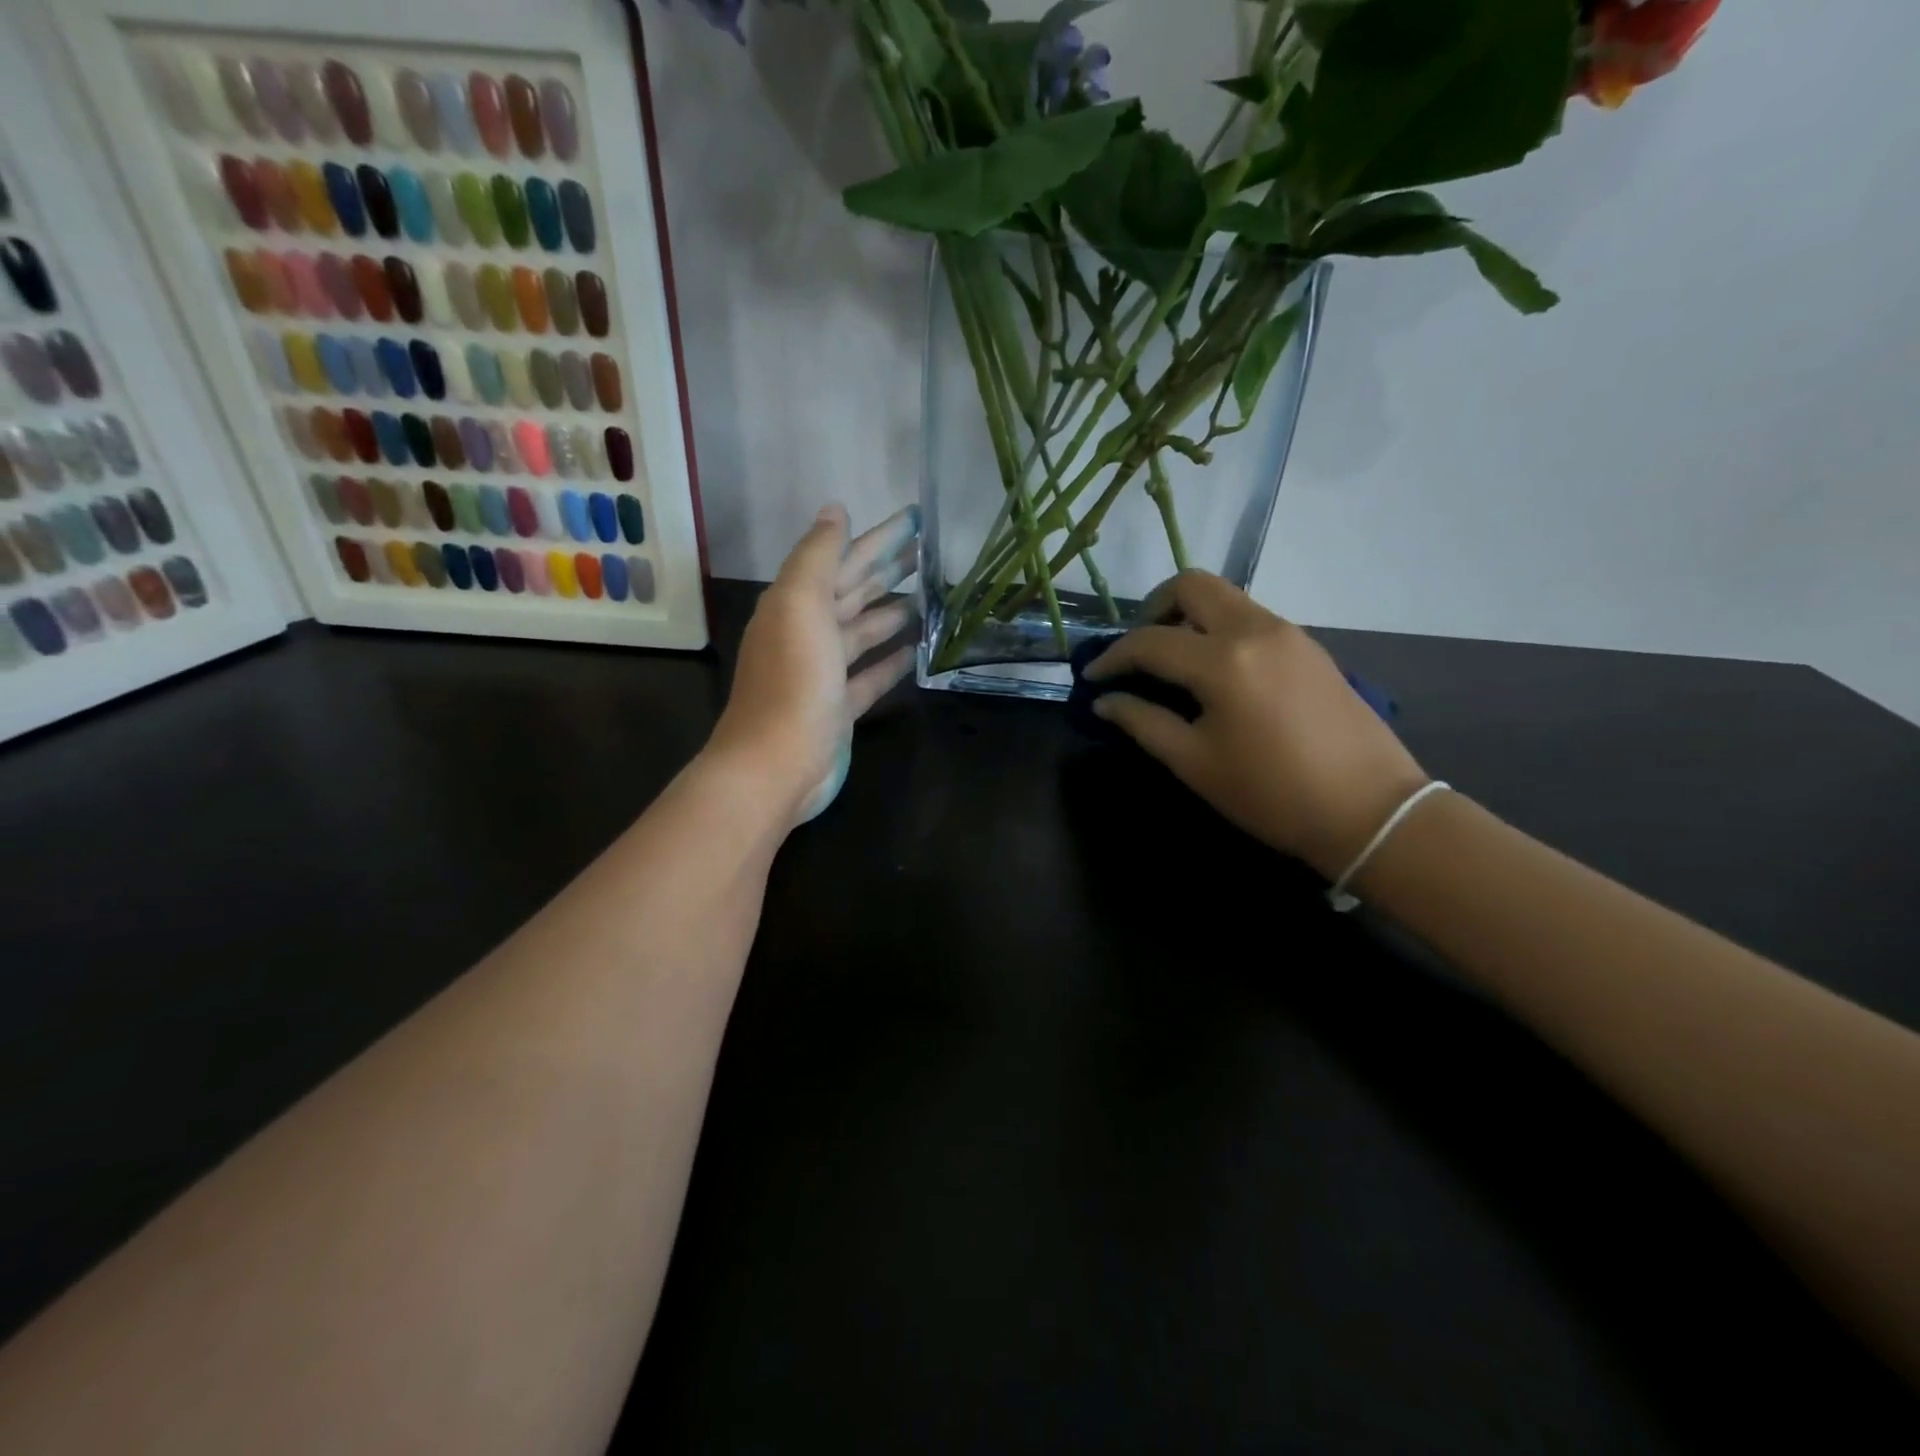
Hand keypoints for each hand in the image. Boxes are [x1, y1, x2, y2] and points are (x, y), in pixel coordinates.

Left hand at [710, 504, 919, 822]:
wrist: (775, 764)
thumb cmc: (792, 680)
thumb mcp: (801, 604)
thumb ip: (818, 556)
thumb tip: (834, 509)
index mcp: (796, 603)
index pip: (843, 559)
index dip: (878, 537)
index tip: (915, 518)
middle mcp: (808, 632)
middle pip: (855, 592)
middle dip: (889, 569)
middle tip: (931, 551)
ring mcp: (824, 672)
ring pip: (864, 631)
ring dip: (893, 612)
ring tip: (932, 597)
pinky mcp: (839, 707)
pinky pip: (870, 675)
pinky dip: (891, 660)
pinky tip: (917, 649)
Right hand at [1086, 571, 1429, 879]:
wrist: (1370, 810)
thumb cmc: (1271, 793)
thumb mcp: (1195, 763)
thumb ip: (1143, 722)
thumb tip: (1105, 701)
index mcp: (1223, 660)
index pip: (1149, 641)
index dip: (1112, 657)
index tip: (1092, 676)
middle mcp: (1255, 629)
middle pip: (1192, 585)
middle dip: (1153, 608)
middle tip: (1137, 649)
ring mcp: (1288, 632)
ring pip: (1225, 597)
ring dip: (1189, 616)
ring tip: (1171, 662)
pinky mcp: (1308, 646)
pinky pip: (1251, 618)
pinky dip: (1219, 629)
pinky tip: (1215, 673)